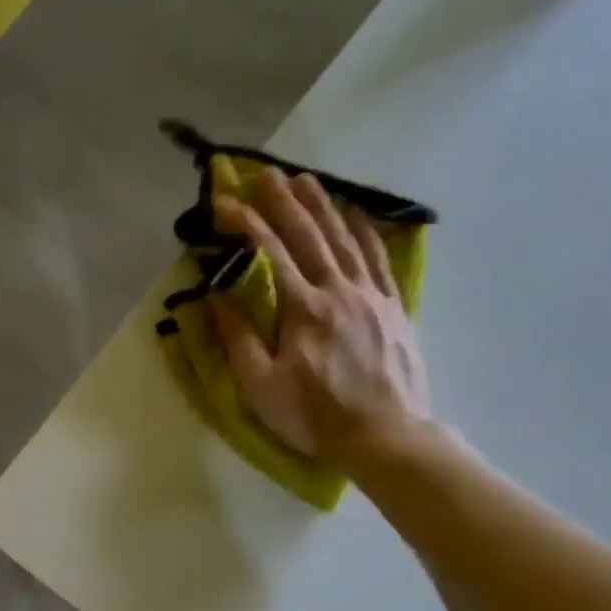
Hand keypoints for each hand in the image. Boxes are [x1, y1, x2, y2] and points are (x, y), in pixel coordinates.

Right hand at [210, 168, 431, 470]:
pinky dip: (365, 231)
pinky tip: (356, 214)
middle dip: (284, 202)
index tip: (224, 202)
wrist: (386, 437)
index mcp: (303, 309)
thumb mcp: (261, 385)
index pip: (270, 254)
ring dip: (323, 207)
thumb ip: (238, 337)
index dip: (246, 224)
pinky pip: (378, 258)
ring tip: (306, 179)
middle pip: (309, 236)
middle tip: (266, 173)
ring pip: (344, 240)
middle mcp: (339, 291)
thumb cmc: (315, 416)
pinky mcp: (394, 307)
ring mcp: (372, 296)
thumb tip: (217, 294)